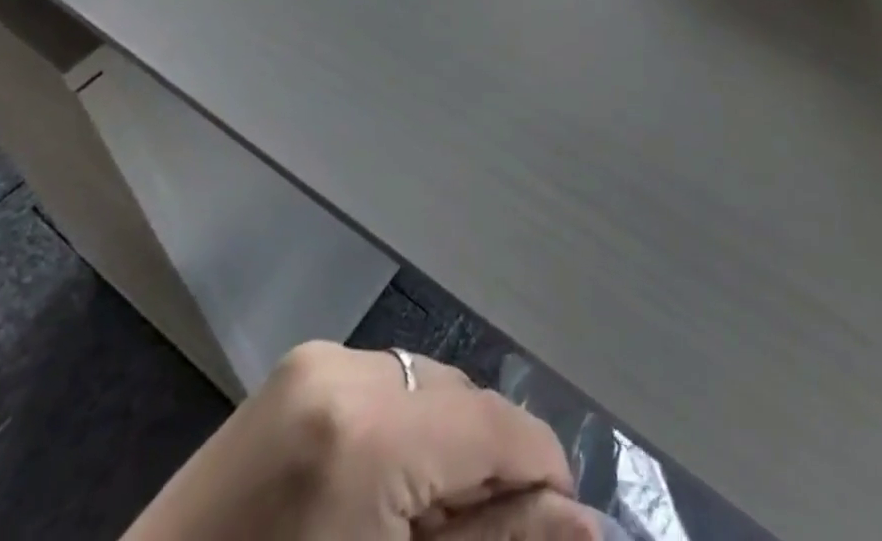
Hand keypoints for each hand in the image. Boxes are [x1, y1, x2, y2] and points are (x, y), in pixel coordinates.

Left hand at [124, 342, 597, 540]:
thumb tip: (586, 524)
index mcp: (368, 433)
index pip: (495, 424)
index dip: (542, 473)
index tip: (561, 528)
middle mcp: (344, 368)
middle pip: (463, 398)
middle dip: (486, 466)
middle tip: (477, 540)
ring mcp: (314, 358)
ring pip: (426, 384)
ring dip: (445, 444)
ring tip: (423, 520)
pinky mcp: (296, 366)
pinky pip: (382, 383)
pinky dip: (403, 428)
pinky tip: (381, 489)